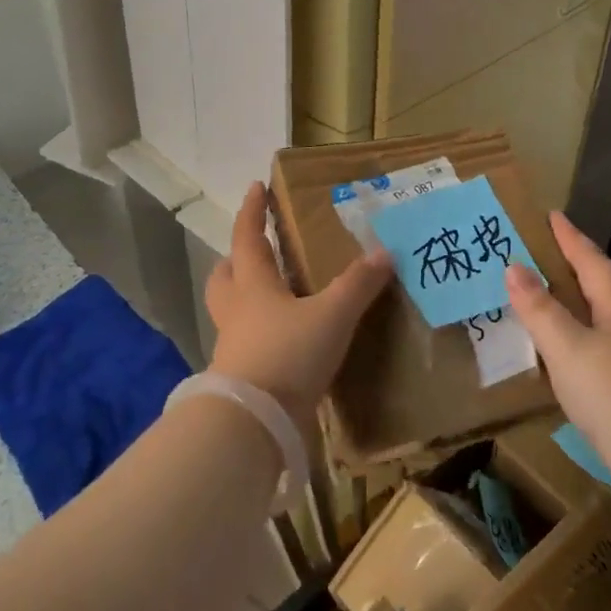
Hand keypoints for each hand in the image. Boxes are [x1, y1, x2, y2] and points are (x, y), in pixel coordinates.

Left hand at [205, 183, 392, 430]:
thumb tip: (384, 252)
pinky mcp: (242, 377)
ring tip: (274, 296)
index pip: (249, 238)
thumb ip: (358, 285)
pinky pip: (246, 343)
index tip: (255, 187)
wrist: (254, 423)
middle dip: (236, 259)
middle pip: (225, 276)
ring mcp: (234, 345)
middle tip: (255, 250)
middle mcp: (237, 310)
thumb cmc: (288, 354)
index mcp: (254, 286)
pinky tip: (284, 340)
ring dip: (246, 297)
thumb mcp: (332, 315)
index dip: (252, 211)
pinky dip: (260, 333)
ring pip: (232, 310)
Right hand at [504, 212, 610, 458]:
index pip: (593, 263)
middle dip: (581, 271)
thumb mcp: (567, 349)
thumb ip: (540, 310)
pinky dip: (592, 347)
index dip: (571, 239)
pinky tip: (582, 367)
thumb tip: (514, 266)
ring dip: (587, 311)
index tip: (554, 215)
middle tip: (552, 258)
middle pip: (609, 291)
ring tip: (560, 310)